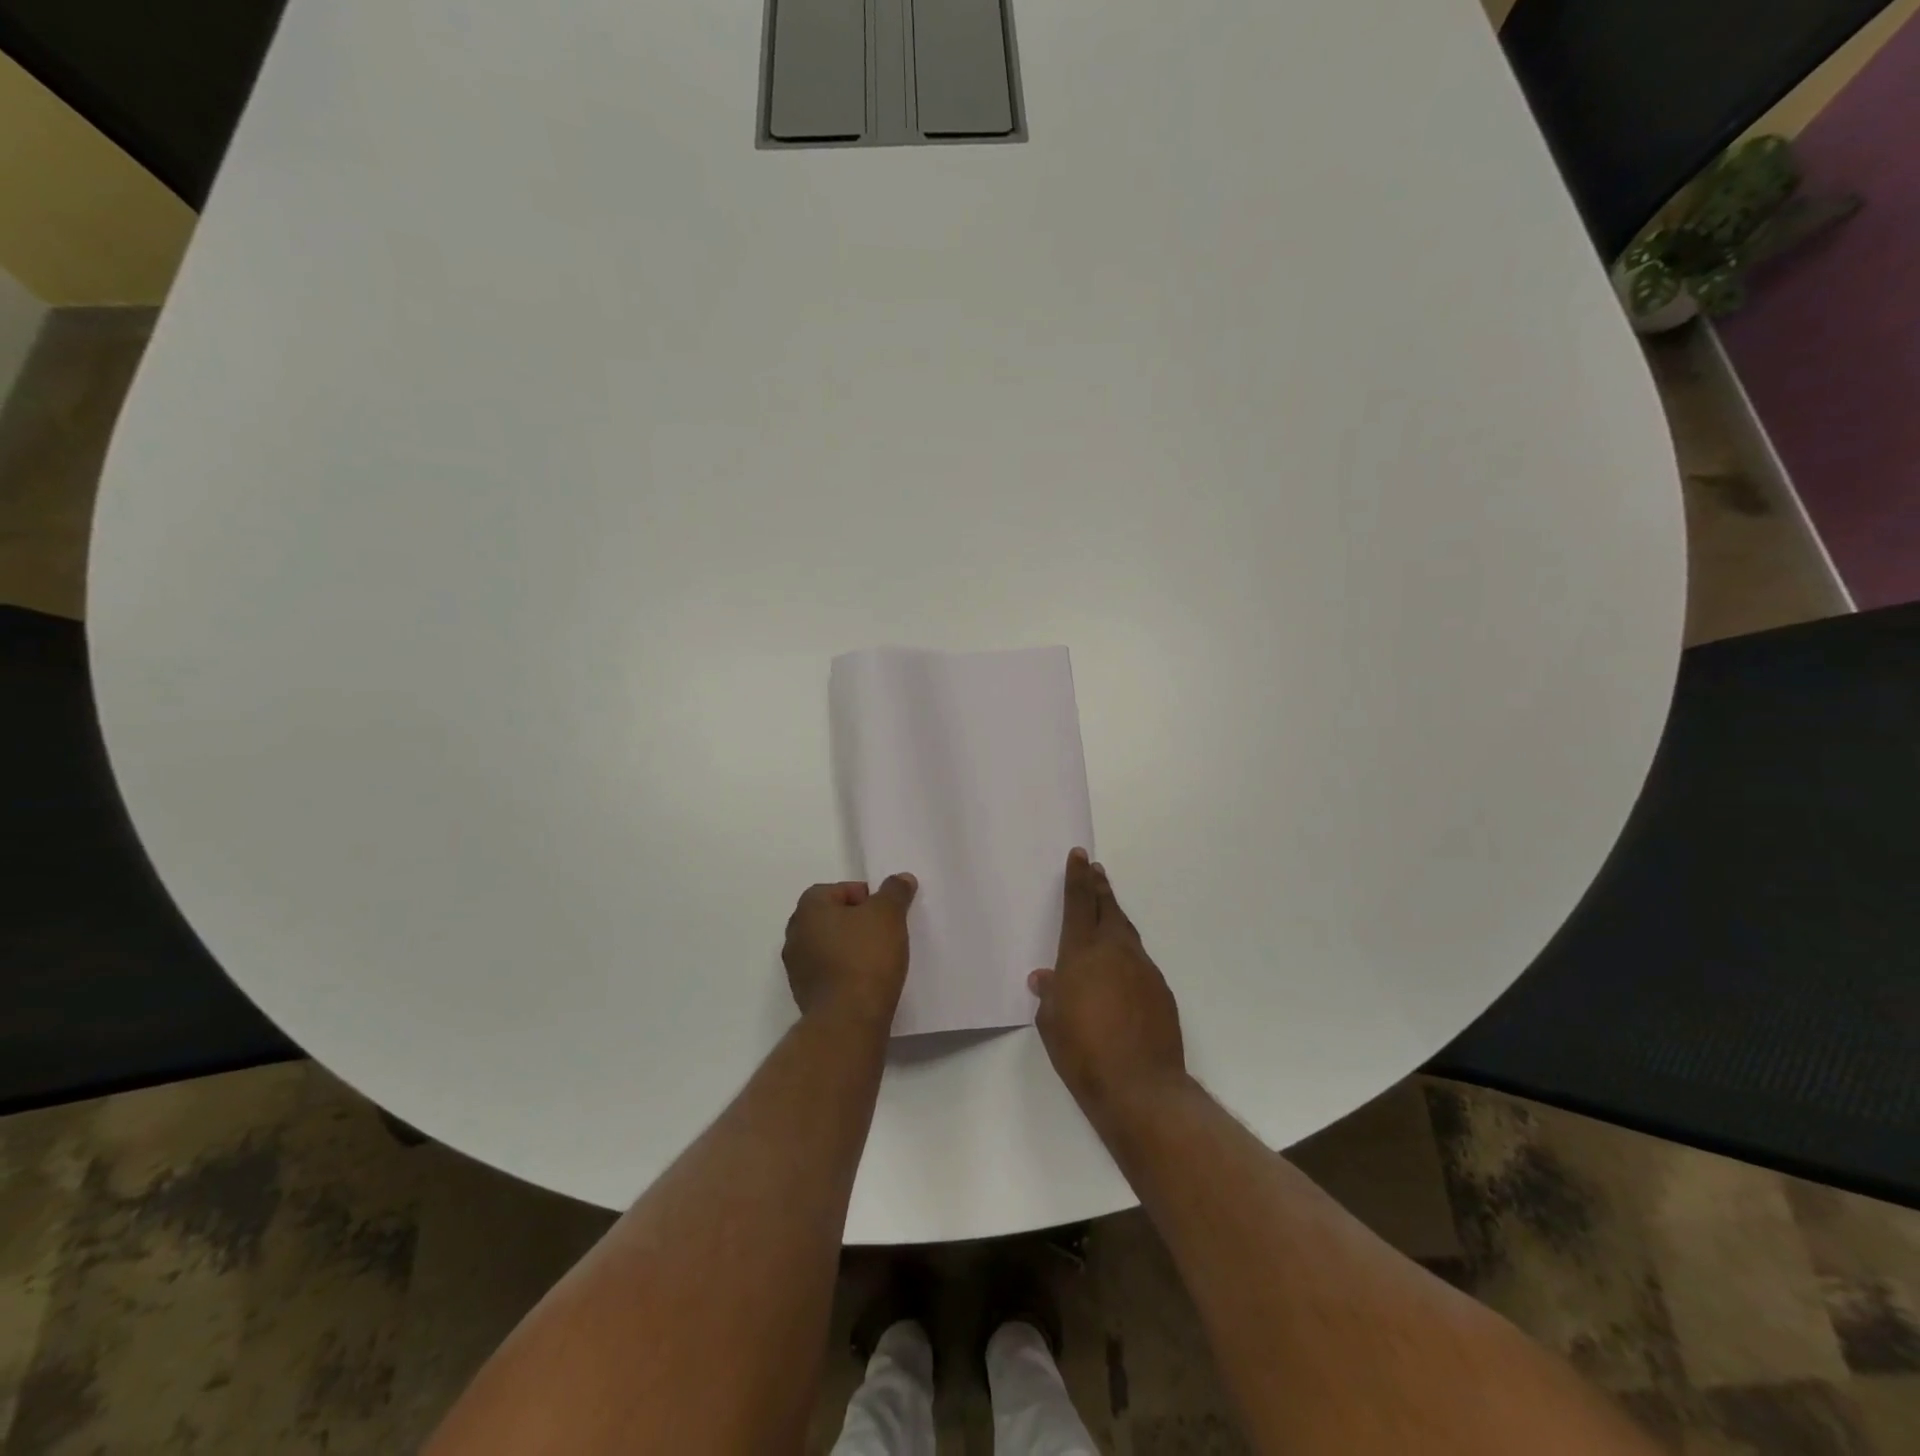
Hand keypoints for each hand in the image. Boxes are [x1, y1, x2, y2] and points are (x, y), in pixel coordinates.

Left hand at [783, 875, 917, 1029]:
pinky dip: (845, 971)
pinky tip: (867, 980)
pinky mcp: (804, 995)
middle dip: (857, 922)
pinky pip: (828, 972)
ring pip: (829, 946)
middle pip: (831, 917)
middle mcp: (795, 934)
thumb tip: (901, 878)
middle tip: (884, 932)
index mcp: (809, 908)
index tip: (885, 912)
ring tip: (879, 958)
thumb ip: (895, 891)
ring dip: (850, 948)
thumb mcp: (888, 914)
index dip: (865, 897)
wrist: (849, 1019)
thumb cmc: (866, 956)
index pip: (837, 889)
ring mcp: (796, 967)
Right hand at [1030, 850, 1186, 1124]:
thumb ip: (1049, 994)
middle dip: (1099, 887)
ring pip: (1126, 932)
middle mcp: (1114, 951)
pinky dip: (1128, 953)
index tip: (1080, 856)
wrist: (1140, 1087)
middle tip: (1095, 870)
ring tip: (1107, 907)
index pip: (1078, 904)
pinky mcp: (1160, 990)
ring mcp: (1142, 968)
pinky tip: (1122, 966)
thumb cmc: (1083, 1052)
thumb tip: (1045, 978)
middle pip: (1107, 908)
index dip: (1077, 878)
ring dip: (1115, 916)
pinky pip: (1139, 960)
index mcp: (1082, 953)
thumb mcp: (1051, 1023)